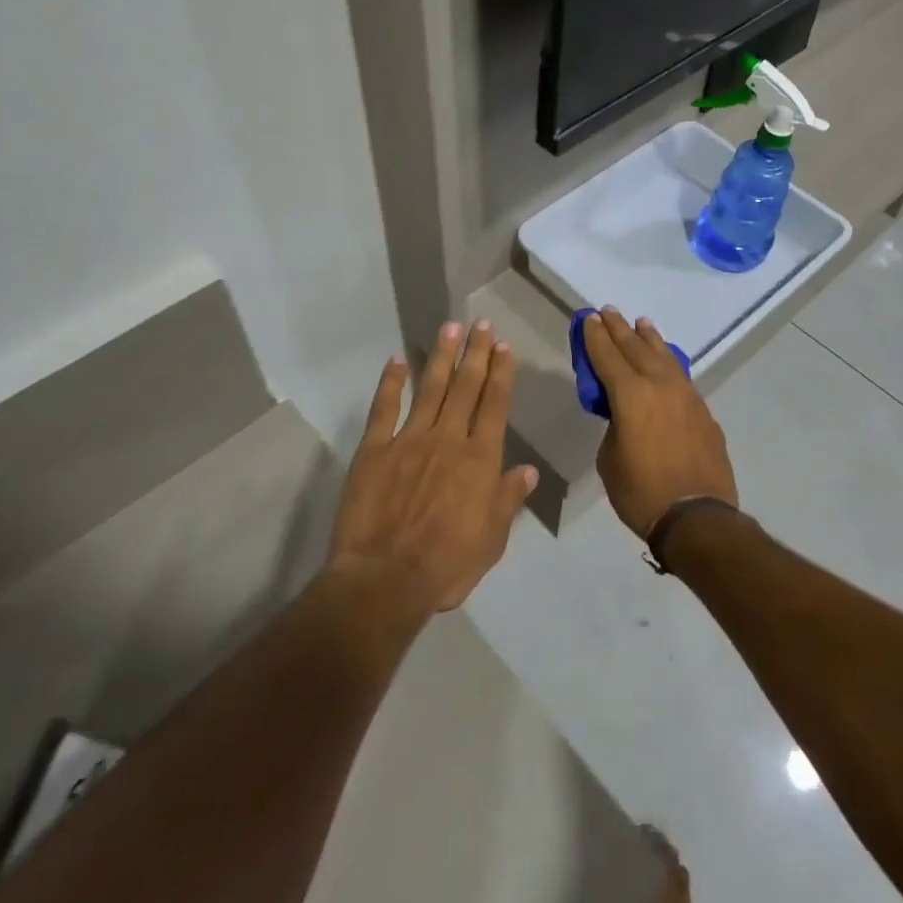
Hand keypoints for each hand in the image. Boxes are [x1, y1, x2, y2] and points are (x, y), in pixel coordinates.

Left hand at [327, 321, 537, 614]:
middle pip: (466, 387)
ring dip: (441, 357)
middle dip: (476, 353)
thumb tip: (528, 470)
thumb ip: (507, 500)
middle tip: (481, 324)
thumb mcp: (491, 540)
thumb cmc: (446, 565)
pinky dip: (391, 383)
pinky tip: (396, 361)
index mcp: (480, 460)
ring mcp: (409, 440)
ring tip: (450, 328)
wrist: (385, 578)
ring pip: (430, 388)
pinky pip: (384, 408)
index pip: (495, 406)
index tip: (503, 347)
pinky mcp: (374, 449)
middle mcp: (448, 439)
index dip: (500, 374)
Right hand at [581, 308, 736, 540]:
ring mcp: (686, 396)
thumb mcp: (610, 458)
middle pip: (636, 348)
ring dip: (649, 338)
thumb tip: (624, 416)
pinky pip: (681, 377)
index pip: (607, 356)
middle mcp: (660, 385)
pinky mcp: (703, 411)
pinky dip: (669, 362)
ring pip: (664, 357)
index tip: (589, 318)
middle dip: (619, 329)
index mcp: (631, 395)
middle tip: (608, 311)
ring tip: (641, 323)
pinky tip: (666, 361)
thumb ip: (614, 425)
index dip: (595, 337)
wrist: (697, 517)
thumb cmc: (641, 492)